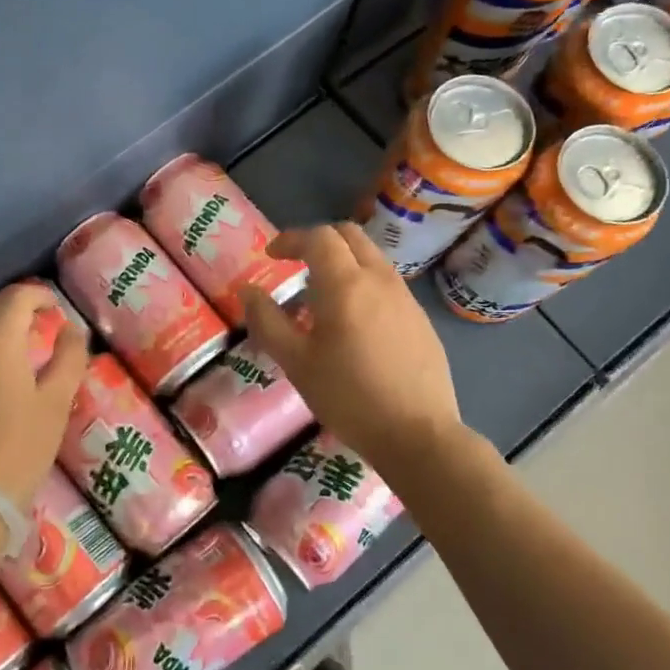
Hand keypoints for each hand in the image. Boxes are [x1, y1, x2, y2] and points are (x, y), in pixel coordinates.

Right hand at [241, 223, 467, 470]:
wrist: (416, 433)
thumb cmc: (347, 396)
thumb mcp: (295, 362)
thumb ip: (267, 321)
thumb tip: (248, 291)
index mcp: (346, 284)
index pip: (319, 237)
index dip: (291, 239)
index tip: (271, 255)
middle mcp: (380, 279)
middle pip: (350, 237)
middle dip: (319, 242)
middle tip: (296, 265)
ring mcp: (406, 298)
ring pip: (371, 259)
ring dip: (343, 264)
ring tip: (320, 301)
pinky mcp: (421, 319)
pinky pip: (387, 284)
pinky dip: (363, 285)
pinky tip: (353, 326)